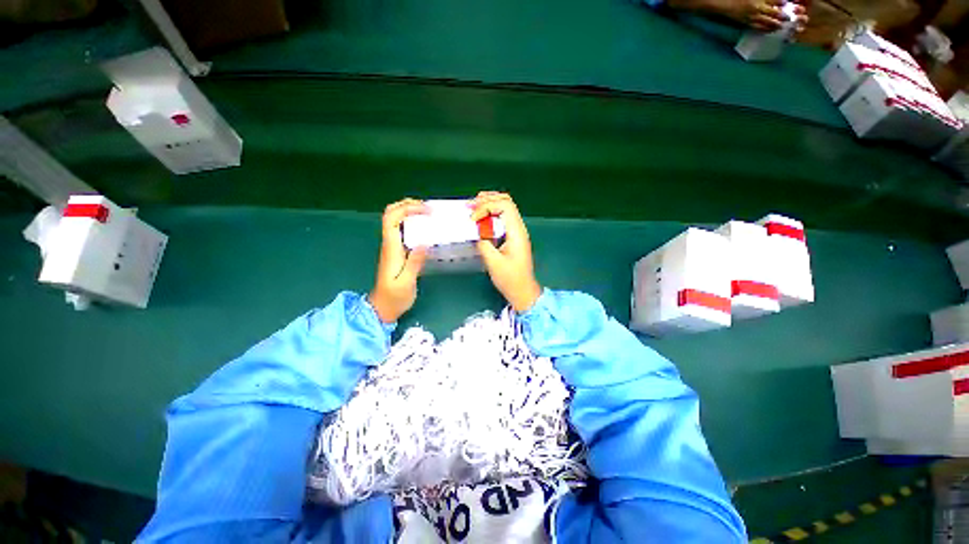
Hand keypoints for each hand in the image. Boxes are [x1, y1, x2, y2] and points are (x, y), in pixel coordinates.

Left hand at [369, 199, 429, 322]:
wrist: (383, 308)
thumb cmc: (394, 297)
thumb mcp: (406, 283)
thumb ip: (414, 263)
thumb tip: (424, 242)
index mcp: (391, 249)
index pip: (391, 219)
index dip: (407, 209)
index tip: (426, 211)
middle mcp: (390, 244)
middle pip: (390, 214)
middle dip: (407, 205)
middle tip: (427, 207)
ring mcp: (392, 247)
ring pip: (395, 220)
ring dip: (409, 211)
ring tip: (428, 213)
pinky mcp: (398, 252)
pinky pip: (402, 230)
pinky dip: (412, 222)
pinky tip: (425, 227)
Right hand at [471, 192, 541, 312]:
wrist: (523, 291)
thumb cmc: (510, 279)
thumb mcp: (493, 263)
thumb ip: (484, 245)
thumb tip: (477, 234)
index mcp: (517, 233)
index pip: (505, 206)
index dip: (486, 206)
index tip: (473, 219)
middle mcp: (519, 228)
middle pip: (507, 202)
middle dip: (488, 199)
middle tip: (471, 204)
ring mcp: (517, 232)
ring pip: (506, 208)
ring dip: (490, 204)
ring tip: (475, 206)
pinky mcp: (513, 237)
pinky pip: (504, 218)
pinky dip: (492, 213)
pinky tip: (482, 216)